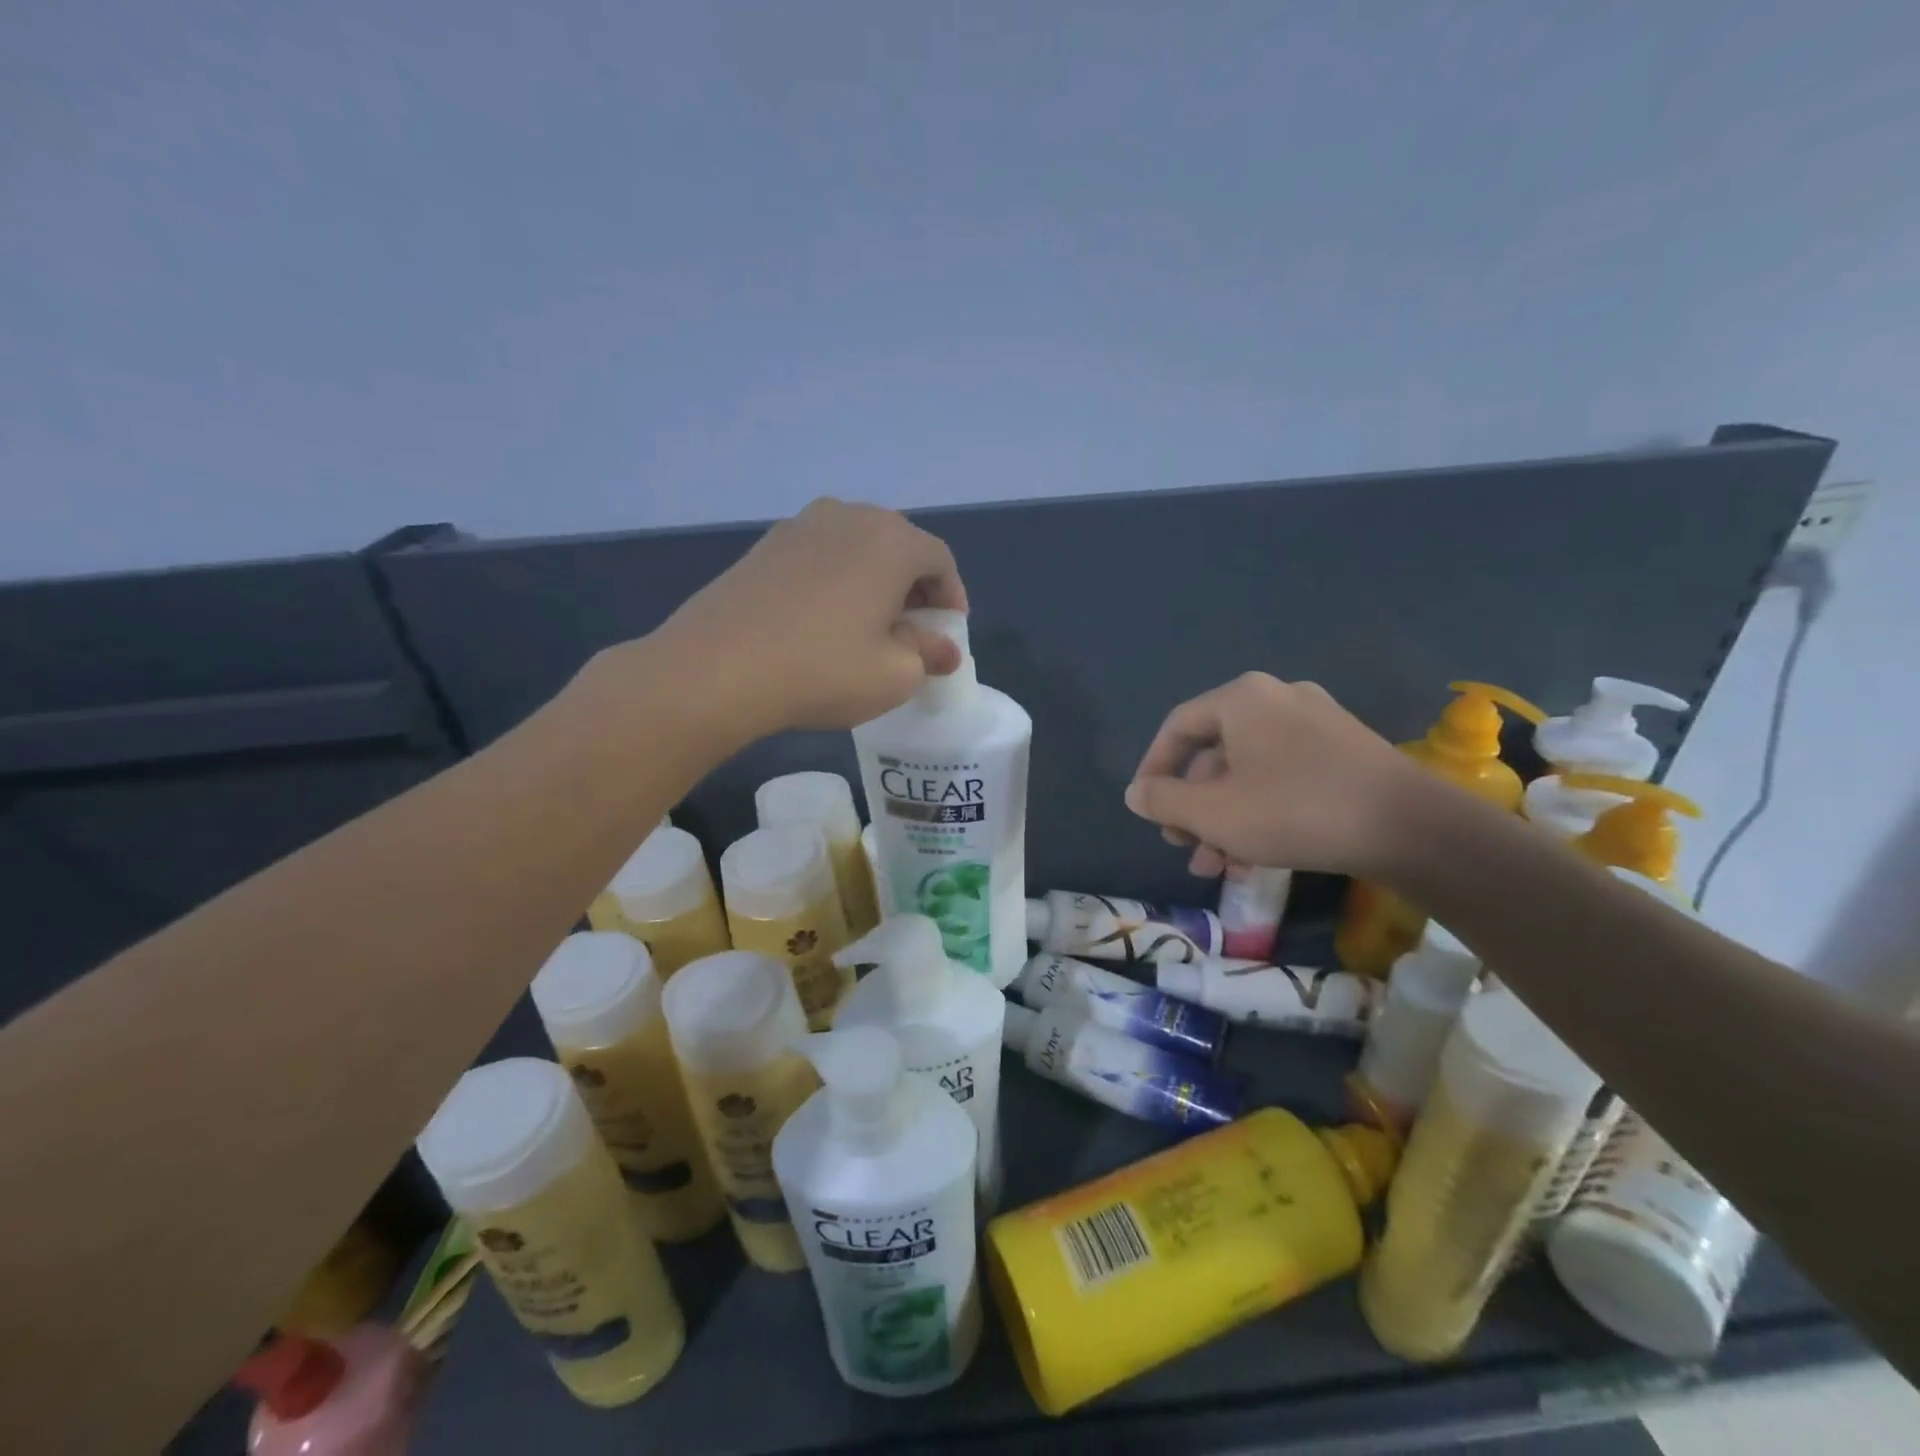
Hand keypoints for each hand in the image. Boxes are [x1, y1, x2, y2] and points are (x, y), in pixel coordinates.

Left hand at [641, 499, 966, 736]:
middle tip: (913, 631)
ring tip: (868, 626)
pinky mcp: (764, 545)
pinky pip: (820, 556)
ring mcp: (800, 525)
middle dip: (914, 588)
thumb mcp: (894, 675)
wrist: (716, 668)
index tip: (947, 635)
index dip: (951, 598)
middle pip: (898, 546)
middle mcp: (848, 516)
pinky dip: (837, 581)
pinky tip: (823, 621)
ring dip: (874, 582)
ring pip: (857, 548)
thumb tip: (943, 650)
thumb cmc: (822, 669)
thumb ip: (928, 655)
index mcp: (890, 541)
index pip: (940, 560)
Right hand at [1125, 673, 1422, 875]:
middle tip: (1183, 843)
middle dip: (1193, 804)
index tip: (1145, 807)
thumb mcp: (1214, 812)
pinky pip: (1284, 776)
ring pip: (1250, 771)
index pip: (1178, 727)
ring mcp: (1317, 724)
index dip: (1153, 768)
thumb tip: (1135, 792)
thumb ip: (1164, 800)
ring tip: (1216, 864)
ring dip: (1226, 816)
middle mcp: (1278, 699)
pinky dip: (1262, 810)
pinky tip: (1256, 855)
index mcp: (1242, 699)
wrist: (1413, 828)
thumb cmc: (1295, 810)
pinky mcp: (1346, 752)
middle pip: (1215, 752)